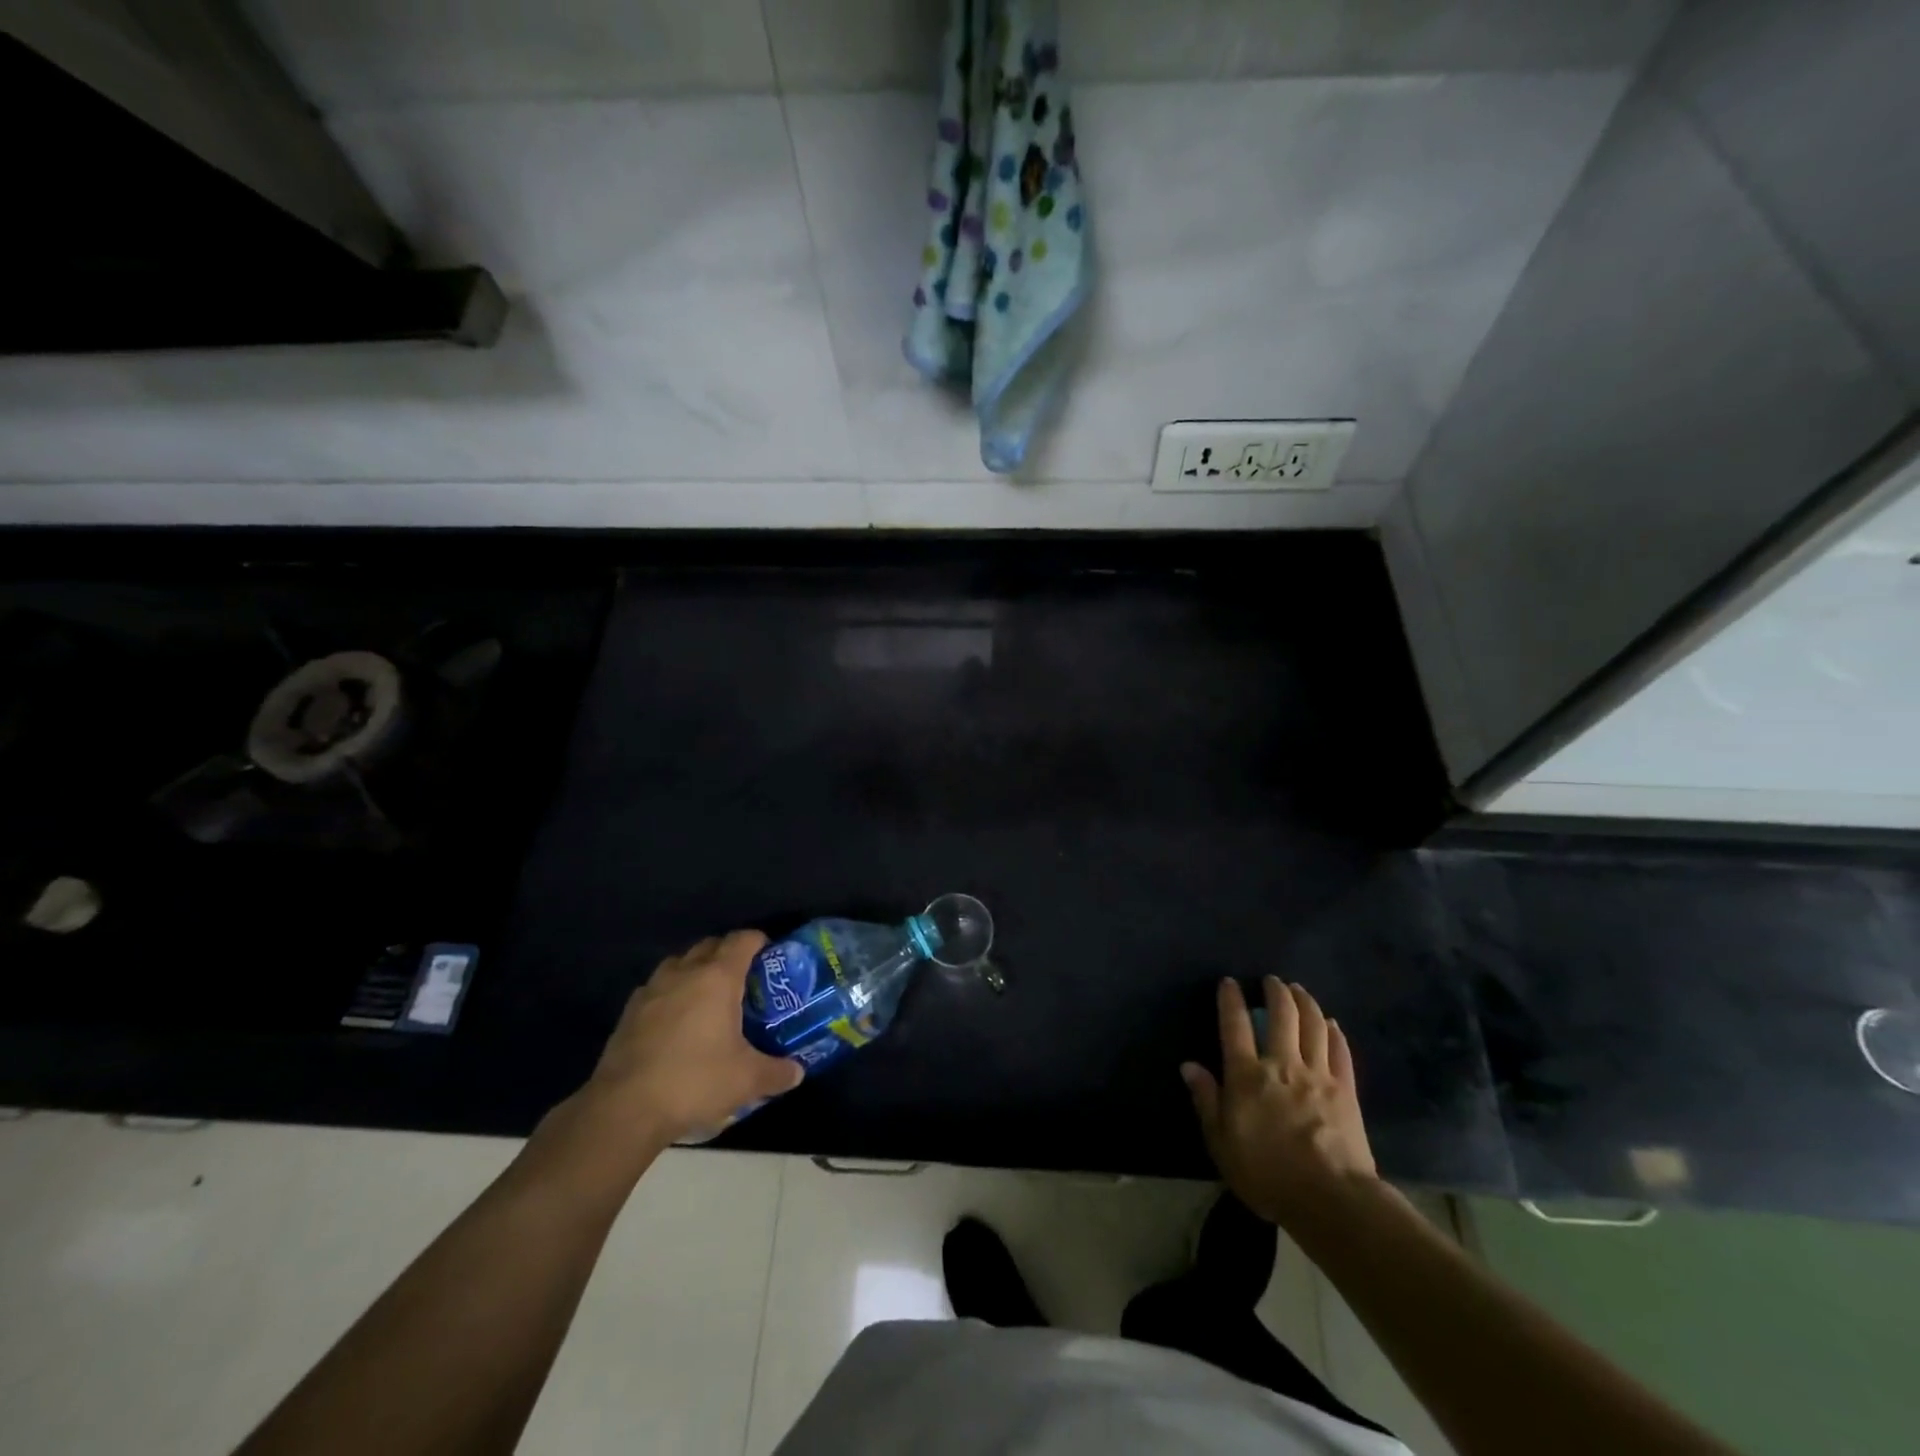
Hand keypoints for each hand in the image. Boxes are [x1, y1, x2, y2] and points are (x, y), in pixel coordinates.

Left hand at [578, 930, 803, 1148]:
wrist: (624, 1109)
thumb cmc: (694, 1081)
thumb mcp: (746, 1080)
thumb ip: (777, 1072)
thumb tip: (797, 1072)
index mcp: (718, 978)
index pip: (742, 940)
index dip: (759, 942)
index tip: (770, 955)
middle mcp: (684, 973)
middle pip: (710, 945)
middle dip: (728, 954)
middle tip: (744, 979)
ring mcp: (652, 990)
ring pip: (679, 963)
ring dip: (695, 969)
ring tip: (708, 997)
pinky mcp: (629, 1012)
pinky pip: (657, 988)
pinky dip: (671, 994)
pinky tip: (676, 1022)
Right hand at [1182, 977, 1377, 1230]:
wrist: (1332, 1199)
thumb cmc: (1268, 1174)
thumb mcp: (1222, 1143)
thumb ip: (1206, 1100)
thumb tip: (1189, 1065)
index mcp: (1247, 1076)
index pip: (1234, 1025)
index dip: (1230, 1000)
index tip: (1229, 982)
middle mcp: (1282, 1064)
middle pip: (1281, 1015)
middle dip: (1275, 991)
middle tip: (1271, 980)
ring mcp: (1318, 1074)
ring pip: (1312, 1025)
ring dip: (1304, 1002)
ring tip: (1298, 990)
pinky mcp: (1346, 1090)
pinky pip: (1340, 1050)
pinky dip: (1333, 1032)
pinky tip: (1330, 1023)